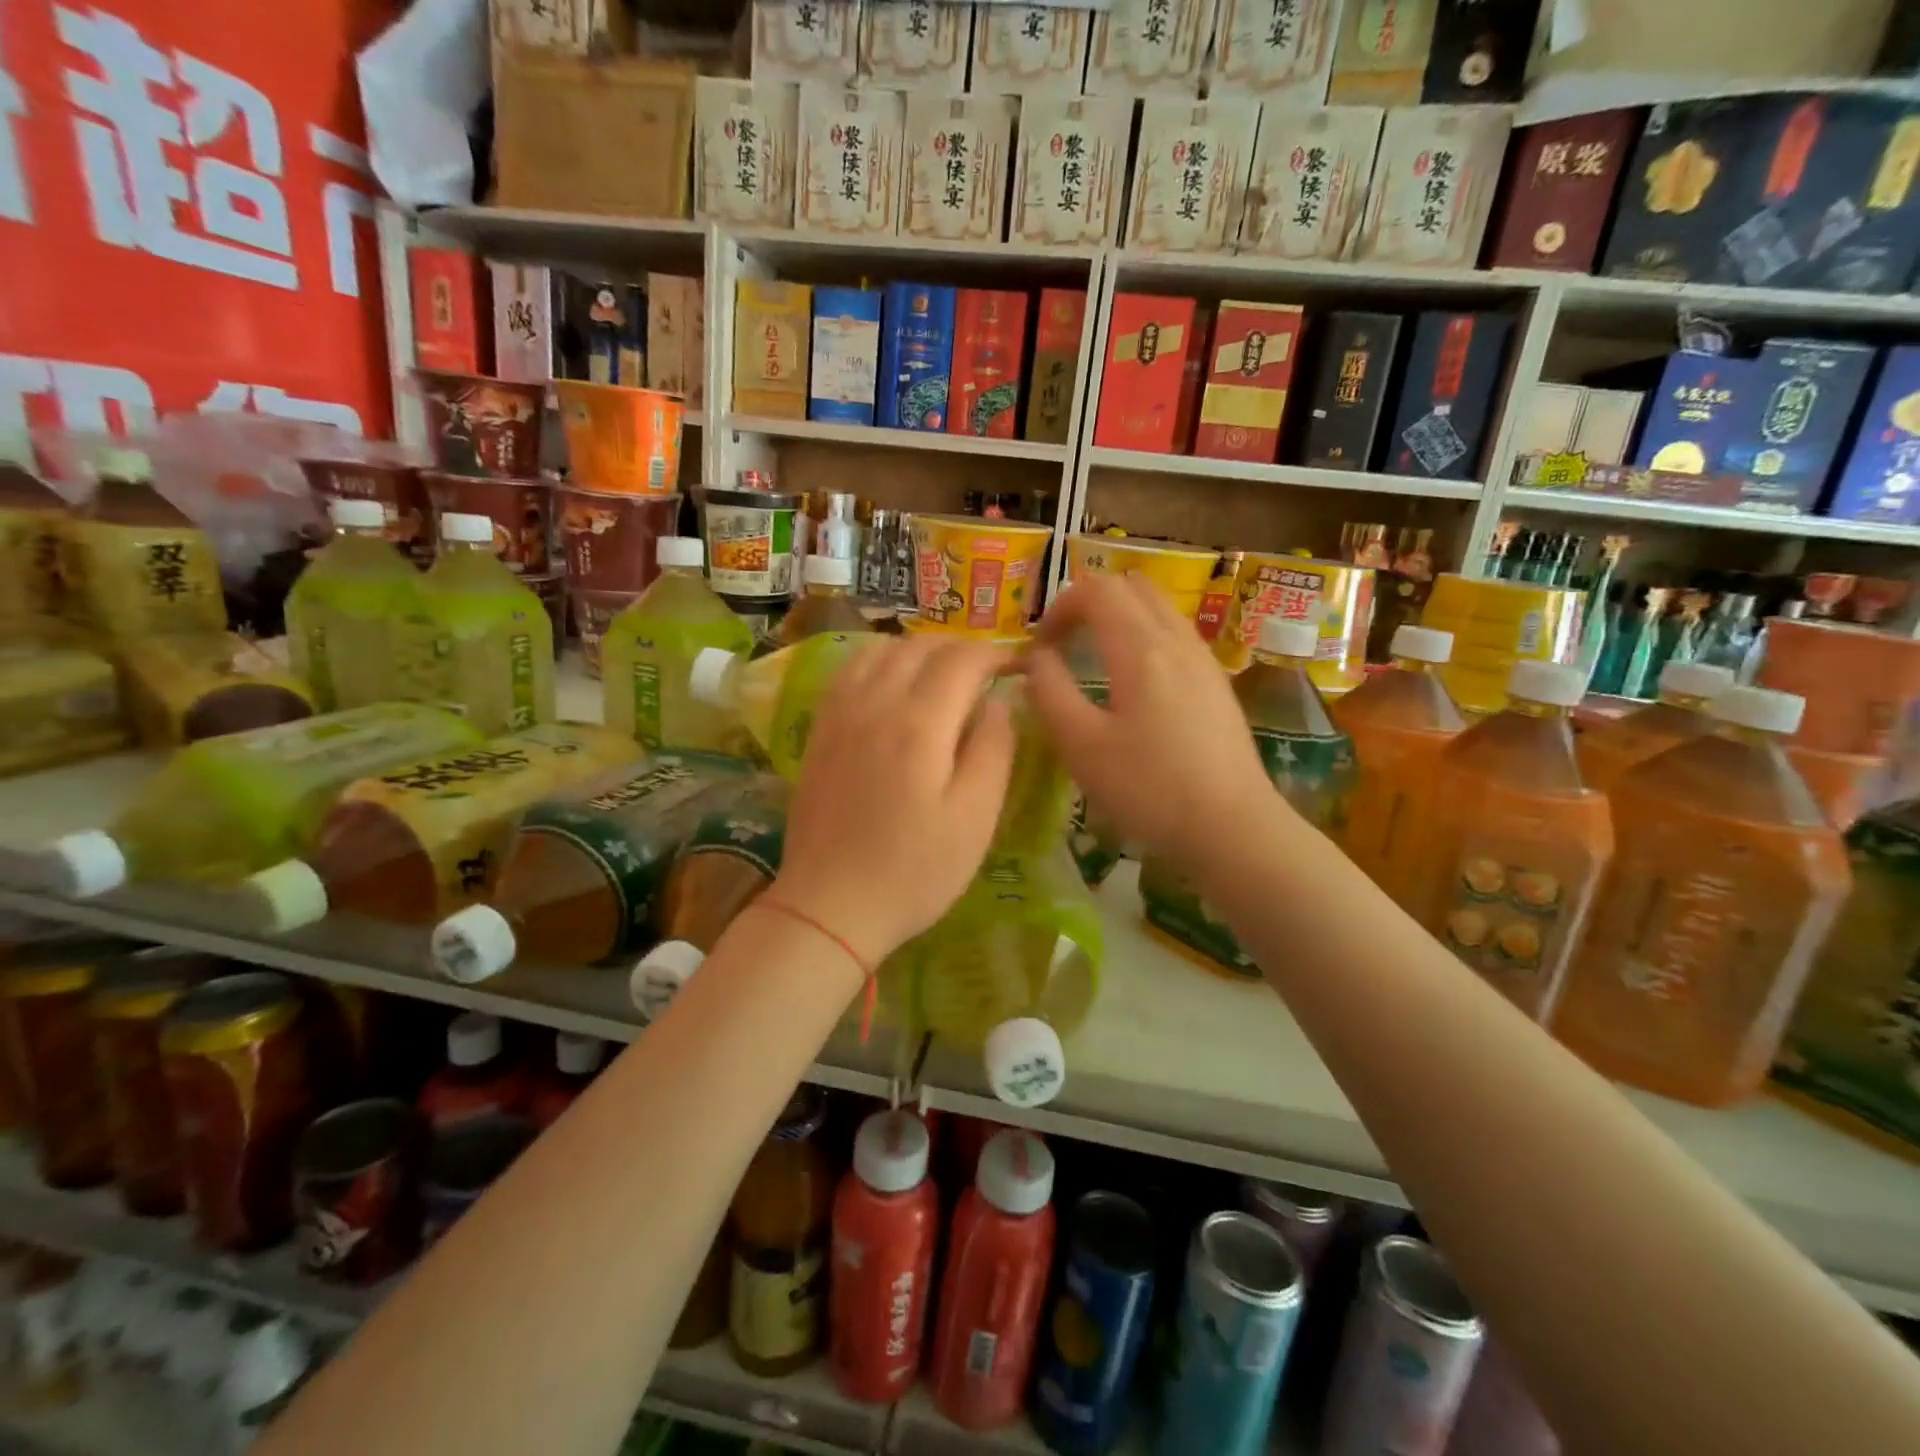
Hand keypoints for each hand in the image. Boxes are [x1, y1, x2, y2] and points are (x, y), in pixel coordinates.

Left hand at [773, 636, 1016, 970]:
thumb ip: (993, 749)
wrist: (829, 906)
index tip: (1020, 666)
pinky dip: (880, 660)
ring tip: (943, 674)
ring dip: (919, 649)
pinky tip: (893, 684)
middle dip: (961, 648)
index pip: (963, 660)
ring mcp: (839, 714)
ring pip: (881, 649)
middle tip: (988, 672)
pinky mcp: (819, 730)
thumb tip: (997, 702)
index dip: (997, 654)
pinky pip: (850, 670)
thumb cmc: (914, 871)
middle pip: (920, 646)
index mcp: (919, 724)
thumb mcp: (975, 819)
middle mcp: (875, 703)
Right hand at [1024, 575, 1276, 870]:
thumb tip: (1036, 658)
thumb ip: (1049, 692)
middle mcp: (1176, 639)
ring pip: (1157, 607)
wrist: (1232, 826)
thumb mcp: (1081, 746)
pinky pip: (1175, 633)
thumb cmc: (1148, 788)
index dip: (1059, 606)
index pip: (1096, 589)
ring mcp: (1203, 658)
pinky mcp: (1216, 682)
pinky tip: (1135, 685)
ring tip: (1095, 659)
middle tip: (1065, 642)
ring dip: (1119, 617)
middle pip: (1130, 586)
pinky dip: (1144, 636)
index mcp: (1140, 647)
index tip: (1040, 646)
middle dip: (1089, 602)